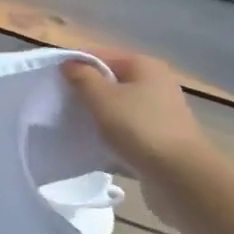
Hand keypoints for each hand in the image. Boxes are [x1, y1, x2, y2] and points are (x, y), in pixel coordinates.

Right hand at [63, 50, 209, 176]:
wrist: (181, 177)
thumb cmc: (139, 129)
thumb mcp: (102, 98)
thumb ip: (82, 77)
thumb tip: (69, 63)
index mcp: (144, 66)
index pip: (101, 55)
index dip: (75, 65)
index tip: (52, 82)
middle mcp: (156, 84)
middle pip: (110, 82)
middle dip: (85, 93)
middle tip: (60, 106)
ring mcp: (160, 113)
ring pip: (118, 108)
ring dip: (97, 117)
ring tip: (73, 128)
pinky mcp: (160, 140)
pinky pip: (127, 132)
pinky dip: (111, 138)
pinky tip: (94, 148)